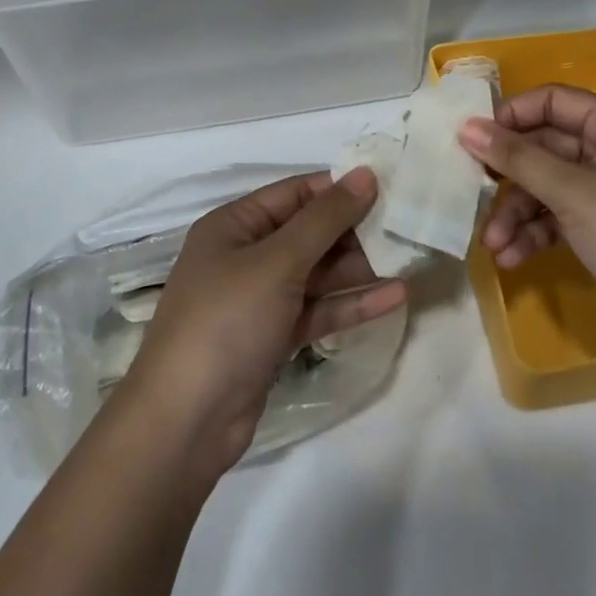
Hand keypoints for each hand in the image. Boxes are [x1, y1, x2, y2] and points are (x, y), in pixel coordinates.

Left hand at [122, 169, 407, 478]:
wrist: (186, 421)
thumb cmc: (227, 321)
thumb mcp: (277, 261)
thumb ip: (325, 219)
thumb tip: (365, 174)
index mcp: (234, 225)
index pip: (295, 194)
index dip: (339, 188)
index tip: (389, 186)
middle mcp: (245, 256)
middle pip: (308, 233)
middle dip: (353, 230)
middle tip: (405, 227)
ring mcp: (259, 299)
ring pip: (317, 273)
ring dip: (358, 268)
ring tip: (408, 259)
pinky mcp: (273, 337)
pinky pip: (317, 309)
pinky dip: (350, 303)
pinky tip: (394, 297)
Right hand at [458, 86, 595, 374]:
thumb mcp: (573, 193)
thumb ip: (517, 159)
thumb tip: (467, 127)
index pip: (554, 101)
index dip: (512, 117)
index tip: (473, 141)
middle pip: (546, 148)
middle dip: (510, 179)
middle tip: (472, 196)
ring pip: (549, 187)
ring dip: (518, 214)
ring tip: (493, 245)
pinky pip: (560, 217)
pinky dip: (536, 234)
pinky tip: (512, 258)